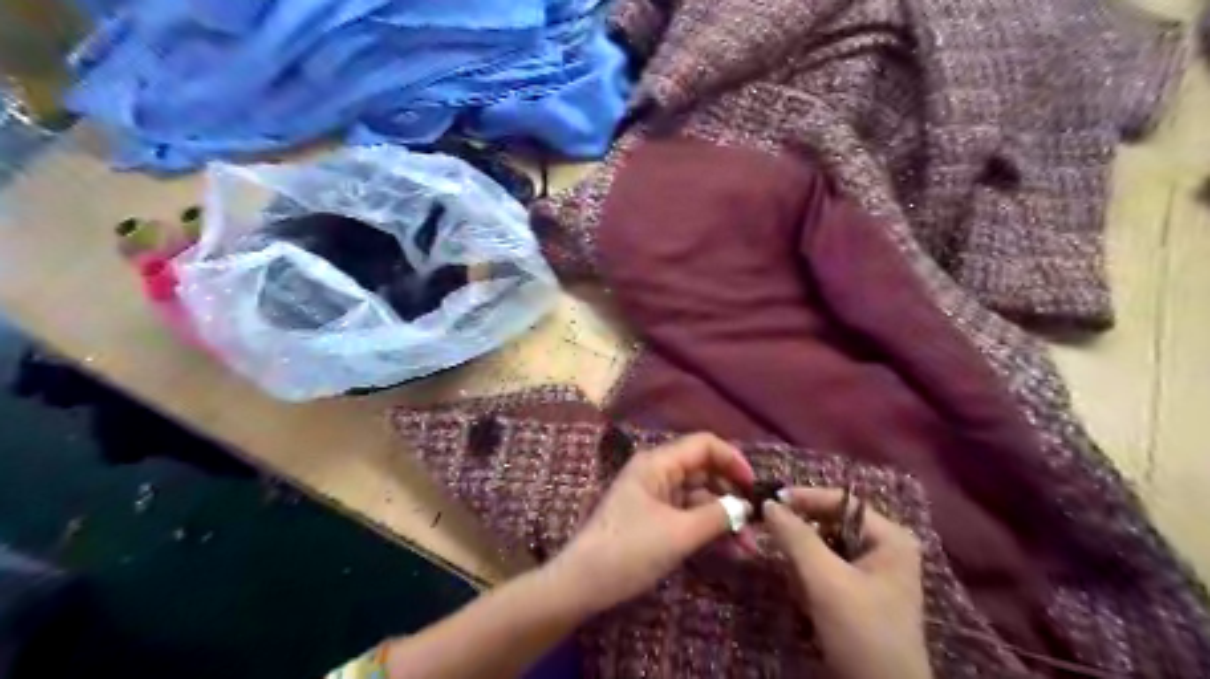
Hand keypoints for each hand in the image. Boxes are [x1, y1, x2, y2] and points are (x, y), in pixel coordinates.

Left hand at [553, 436, 754, 616]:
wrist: (583, 583)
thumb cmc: (630, 549)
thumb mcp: (679, 533)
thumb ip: (717, 516)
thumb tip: (745, 507)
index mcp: (658, 463)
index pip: (704, 445)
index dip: (732, 460)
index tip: (754, 487)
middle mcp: (657, 473)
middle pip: (704, 472)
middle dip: (731, 496)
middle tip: (757, 523)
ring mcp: (655, 498)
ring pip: (699, 498)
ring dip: (724, 519)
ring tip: (749, 548)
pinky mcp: (654, 520)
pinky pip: (688, 517)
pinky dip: (708, 530)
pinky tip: (731, 552)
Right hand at [763, 488, 933, 678]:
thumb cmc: (861, 632)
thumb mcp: (826, 581)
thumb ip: (796, 537)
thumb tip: (768, 503)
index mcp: (889, 538)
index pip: (840, 501)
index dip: (804, 498)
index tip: (768, 503)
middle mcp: (884, 548)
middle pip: (830, 524)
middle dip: (804, 542)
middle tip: (779, 550)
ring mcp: (872, 572)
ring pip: (822, 549)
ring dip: (804, 566)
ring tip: (801, 589)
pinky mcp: (858, 593)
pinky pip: (824, 571)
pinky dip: (809, 582)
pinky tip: (808, 603)